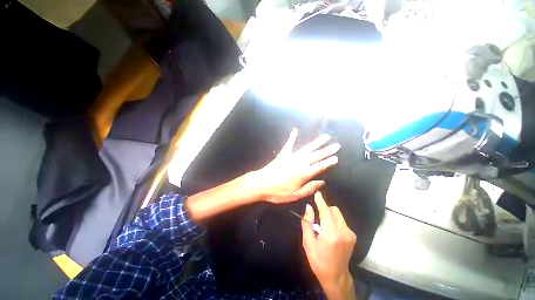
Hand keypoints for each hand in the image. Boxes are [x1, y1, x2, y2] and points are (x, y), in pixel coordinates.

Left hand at [252, 128, 339, 203]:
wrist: (261, 184)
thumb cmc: (278, 192)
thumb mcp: (295, 195)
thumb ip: (310, 188)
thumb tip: (322, 182)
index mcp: (304, 174)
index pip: (320, 166)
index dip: (329, 162)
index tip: (336, 158)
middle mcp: (300, 163)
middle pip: (316, 156)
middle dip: (327, 151)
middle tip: (337, 145)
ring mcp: (291, 157)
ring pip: (307, 148)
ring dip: (317, 143)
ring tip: (325, 137)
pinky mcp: (283, 154)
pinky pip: (289, 144)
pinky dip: (292, 137)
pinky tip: (295, 130)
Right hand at [302, 192, 356, 298]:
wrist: (336, 276)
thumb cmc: (318, 260)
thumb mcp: (308, 242)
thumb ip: (307, 223)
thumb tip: (309, 207)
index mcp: (331, 234)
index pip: (326, 211)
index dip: (320, 201)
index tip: (317, 193)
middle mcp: (343, 231)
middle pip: (333, 210)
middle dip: (325, 208)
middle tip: (317, 216)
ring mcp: (350, 233)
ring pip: (338, 214)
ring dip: (329, 214)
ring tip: (323, 225)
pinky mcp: (352, 235)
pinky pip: (341, 221)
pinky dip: (334, 220)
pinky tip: (330, 231)